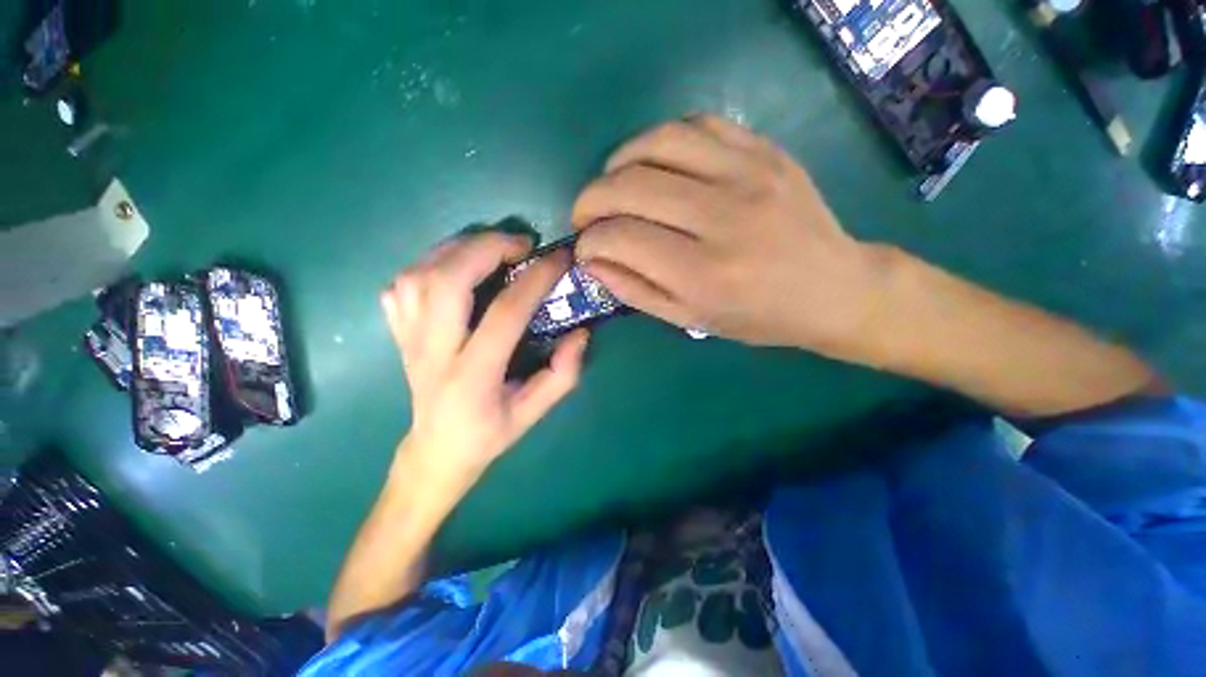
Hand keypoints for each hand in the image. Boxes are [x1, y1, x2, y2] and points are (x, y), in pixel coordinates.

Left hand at [380, 233, 588, 489]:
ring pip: (418, 275)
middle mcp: (432, 352)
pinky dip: (429, 262)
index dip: (536, 279)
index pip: (504, 314)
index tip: (560, 259)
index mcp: (472, 377)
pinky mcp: (398, 333)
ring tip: (492, 247)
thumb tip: (580, 333)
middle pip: (446, 281)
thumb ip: (563, 375)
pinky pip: (402, 284)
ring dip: (458, 248)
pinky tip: (456, 268)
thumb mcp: (534, 414)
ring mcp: (408, 340)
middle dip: (487, 247)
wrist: (437, 449)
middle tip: (522, 244)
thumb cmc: (489, 433)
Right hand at [572, 115, 893, 360]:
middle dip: (590, 198)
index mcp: (703, 273)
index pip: (621, 238)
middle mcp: (723, 218)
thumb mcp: (691, 319)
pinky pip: (697, 124)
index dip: (589, 240)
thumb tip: (591, 261)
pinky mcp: (764, 150)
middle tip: (584, 214)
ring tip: (612, 185)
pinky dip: (660, 140)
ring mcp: (748, 174)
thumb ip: (635, 290)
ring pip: (658, 143)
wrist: (831, 288)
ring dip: (618, 162)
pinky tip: (653, 163)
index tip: (584, 246)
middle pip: (630, 186)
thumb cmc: (757, 316)